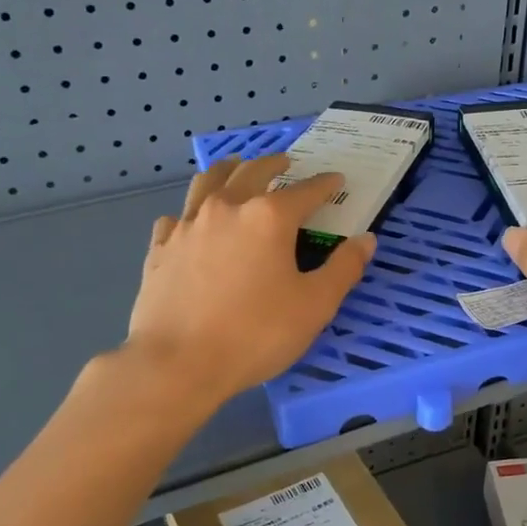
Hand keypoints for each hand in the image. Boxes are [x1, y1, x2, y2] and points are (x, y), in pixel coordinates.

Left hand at [121, 154, 375, 405]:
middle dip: (273, 164)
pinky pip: (177, 216)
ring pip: (208, 182)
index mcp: (269, 217)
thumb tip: (366, 239)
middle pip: (252, 172)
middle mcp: (227, 208)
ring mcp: (187, 225)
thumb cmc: (256, 334)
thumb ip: (344, 268)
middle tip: (285, 162)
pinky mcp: (160, 248)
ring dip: (228, 170)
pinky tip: (193, 221)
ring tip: (237, 167)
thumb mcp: (315, 305)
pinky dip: (191, 211)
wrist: (178, 364)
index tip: (336, 180)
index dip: (325, 184)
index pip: (305, 191)